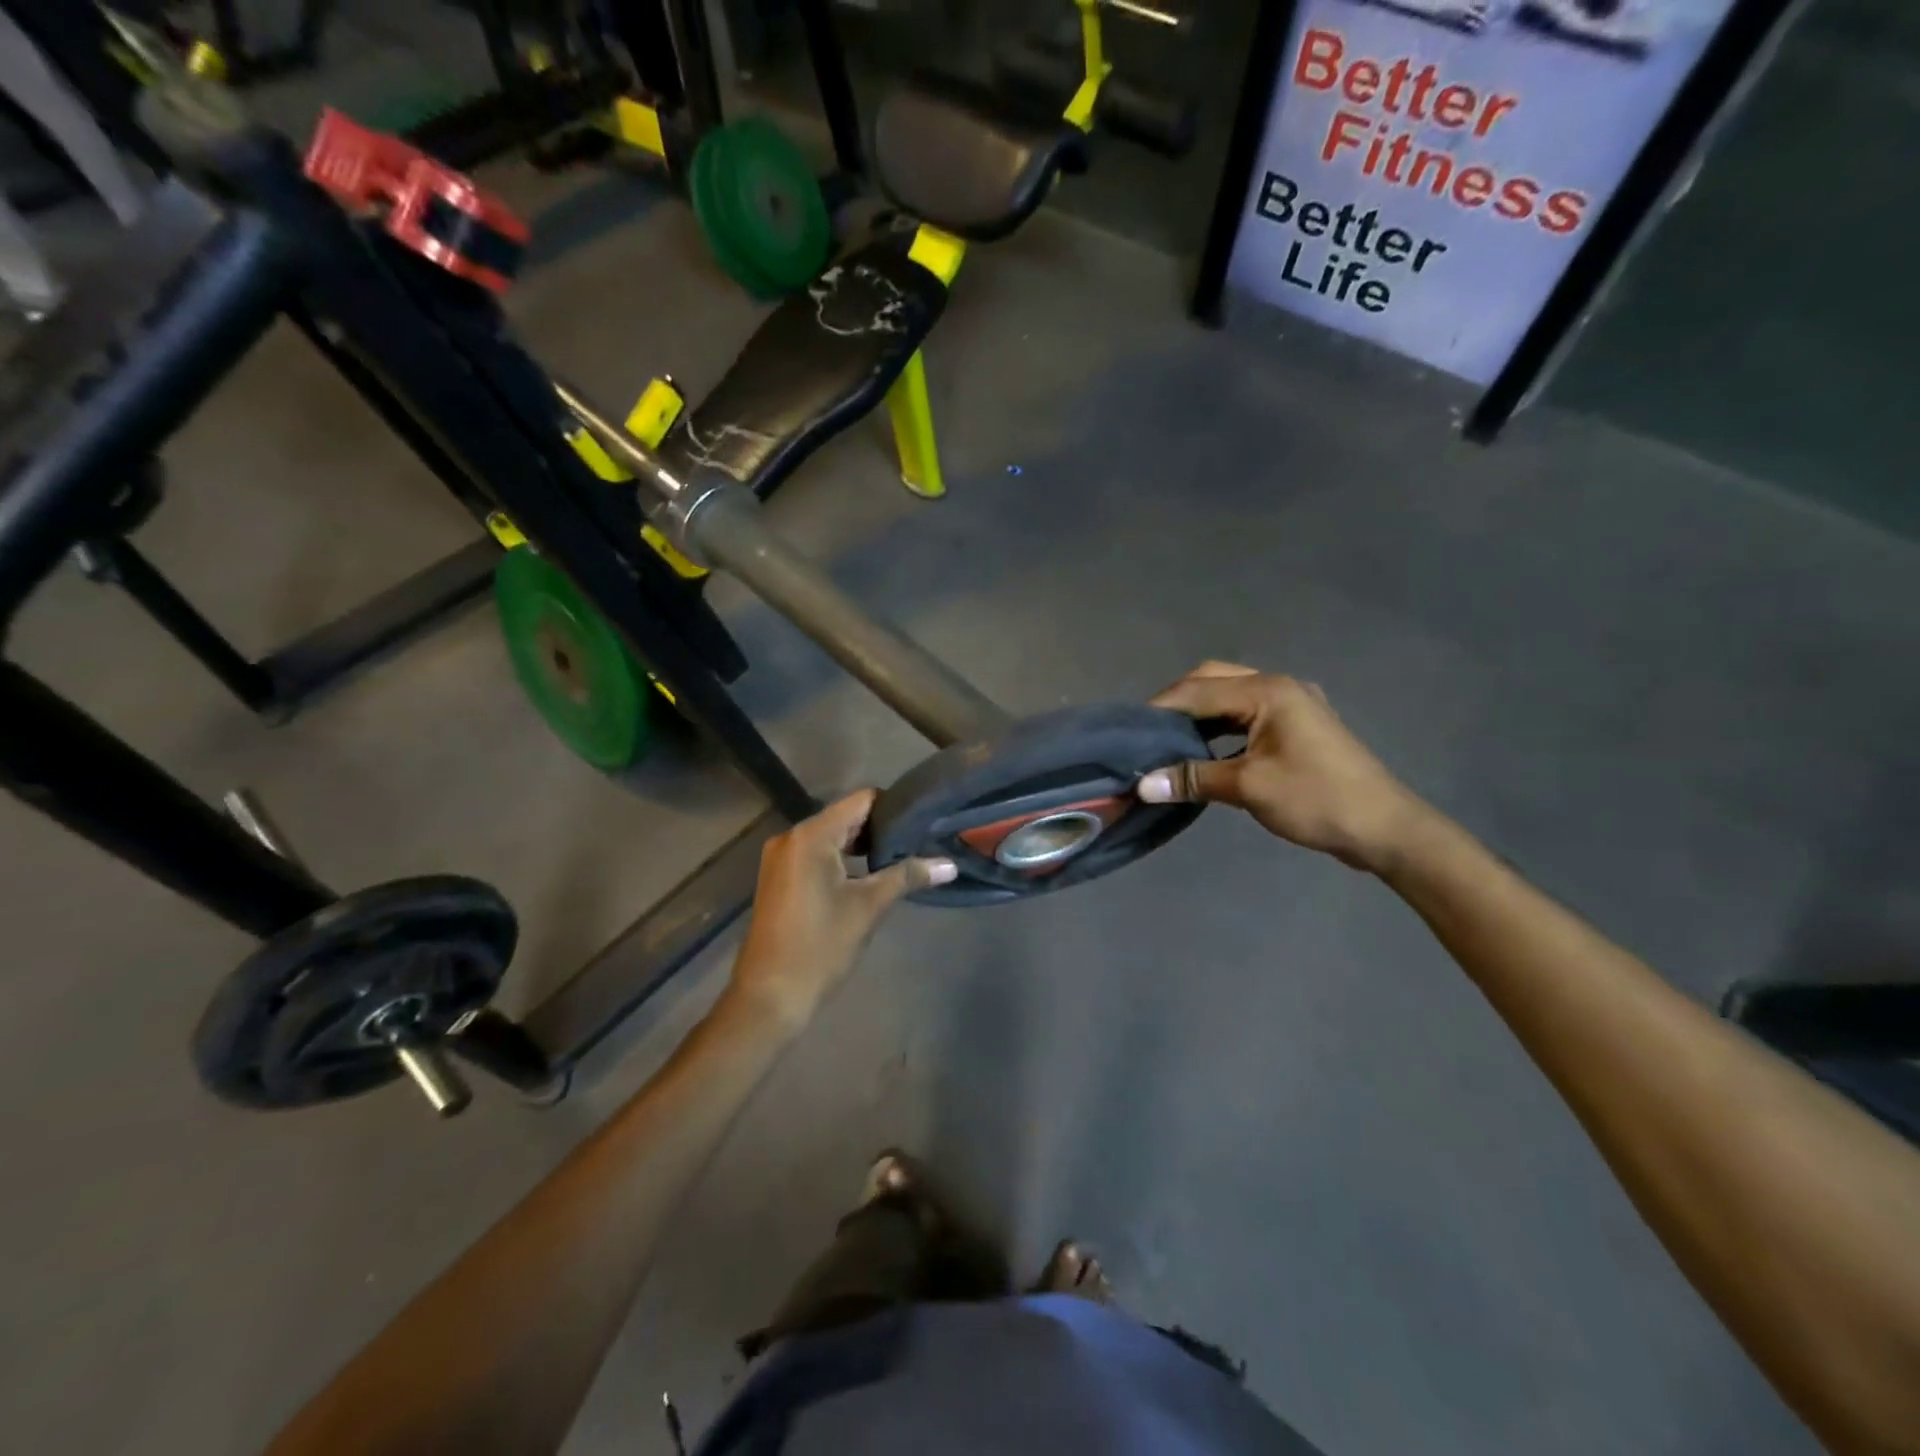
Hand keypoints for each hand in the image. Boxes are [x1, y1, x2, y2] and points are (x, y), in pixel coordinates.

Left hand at [729, 791, 954, 1024]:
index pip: (861, 801)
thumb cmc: (820, 946)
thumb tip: (950, 865)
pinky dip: (844, 860)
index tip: (924, 821)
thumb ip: (907, 876)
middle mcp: (791, 837)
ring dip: (863, 846)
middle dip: (881, 829)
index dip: (894, 807)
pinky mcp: (780, 877)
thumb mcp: (868, 908)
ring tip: (902, 858)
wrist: (770, 996)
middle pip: (846, 817)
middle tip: (920, 841)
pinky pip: (817, 854)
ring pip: (832, 837)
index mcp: (811, 835)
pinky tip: (870, 875)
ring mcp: (781, 857)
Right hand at [1138, 662, 1433, 871]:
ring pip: (1229, 697)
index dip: (1158, 709)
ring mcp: (1291, 704)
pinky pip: (1245, 715)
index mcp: (1267, 691)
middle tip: (1147, 735)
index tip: (1126, 733)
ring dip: (1198, 715)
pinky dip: (1219, 728)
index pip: (1196, 690)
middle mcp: (1277, 686)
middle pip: (1212, 681)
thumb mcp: (1248, 787)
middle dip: (1176, 704)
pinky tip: (1202, 751)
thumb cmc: (1317, 800)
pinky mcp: (1296, 726)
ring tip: (1166, 743)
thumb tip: (1141, 785)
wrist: (1385, 829)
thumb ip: (1193, 778)